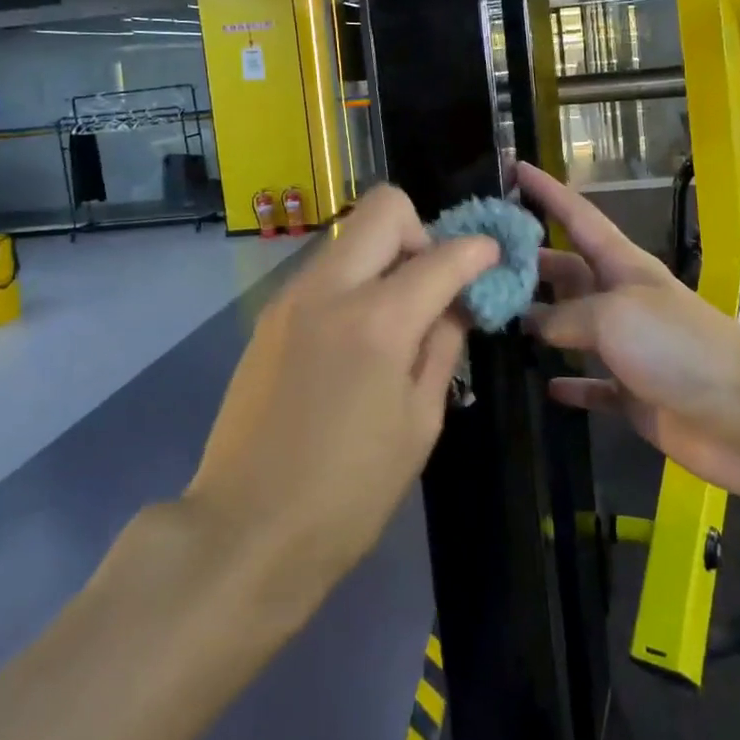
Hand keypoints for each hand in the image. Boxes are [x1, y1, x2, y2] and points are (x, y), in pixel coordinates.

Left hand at [182, 185, 497, 605]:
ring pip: (350, 236)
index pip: (442, 256)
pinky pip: (324, 271)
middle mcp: (329, 290)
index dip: (478, 252)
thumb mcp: (419, 422)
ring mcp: (290, 298)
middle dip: (422, 232)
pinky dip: (353, 282)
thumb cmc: (349, 492)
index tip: (492, 260)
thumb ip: (443, 346)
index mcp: (377, 320)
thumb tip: (458, 302)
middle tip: (433, 283)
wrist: (246, 531)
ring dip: (385, 256)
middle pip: (384, 209)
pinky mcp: (269, 317)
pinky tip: (357, 338)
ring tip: (396, 316)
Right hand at [516, 162, 739, 504]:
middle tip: (481, 264)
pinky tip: (545, 386)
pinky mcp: (632, 394)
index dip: (547, 192)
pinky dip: (570, 384)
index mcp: (623, 266)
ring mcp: (627, 348)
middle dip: (531, 263)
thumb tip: (534, 325)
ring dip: (540, 324)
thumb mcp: (613, 315)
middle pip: (567, 271)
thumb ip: (565, 316)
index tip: (514, 168)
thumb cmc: (677, 346)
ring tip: (496, 321)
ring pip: (572, 327)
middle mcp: (622, 300)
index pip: (578, 217)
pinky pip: (591, 385)